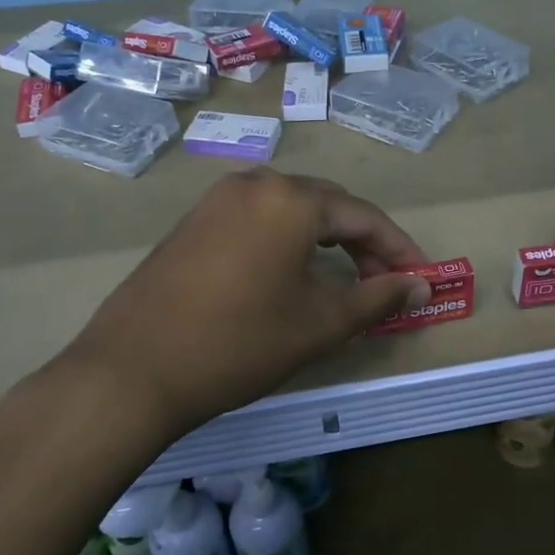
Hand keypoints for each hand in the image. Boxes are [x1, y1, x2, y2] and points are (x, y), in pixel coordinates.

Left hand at [50, 171, 431, 434]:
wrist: (133, 370)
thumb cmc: (240, 344)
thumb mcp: (321, 324)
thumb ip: (378, 297)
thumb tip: (421, 285)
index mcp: (292, 200)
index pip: (364, 217)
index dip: (398, 249)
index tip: (421, 279)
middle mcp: (256, 184)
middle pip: (328, 206)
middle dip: (362, 243)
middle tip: (383, 285)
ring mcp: (218, 199)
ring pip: (291, 211)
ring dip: (325, 241)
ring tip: (341, 281)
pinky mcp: (193, 221)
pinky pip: (257, 219)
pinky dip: (286, 242)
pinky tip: (289, 275)